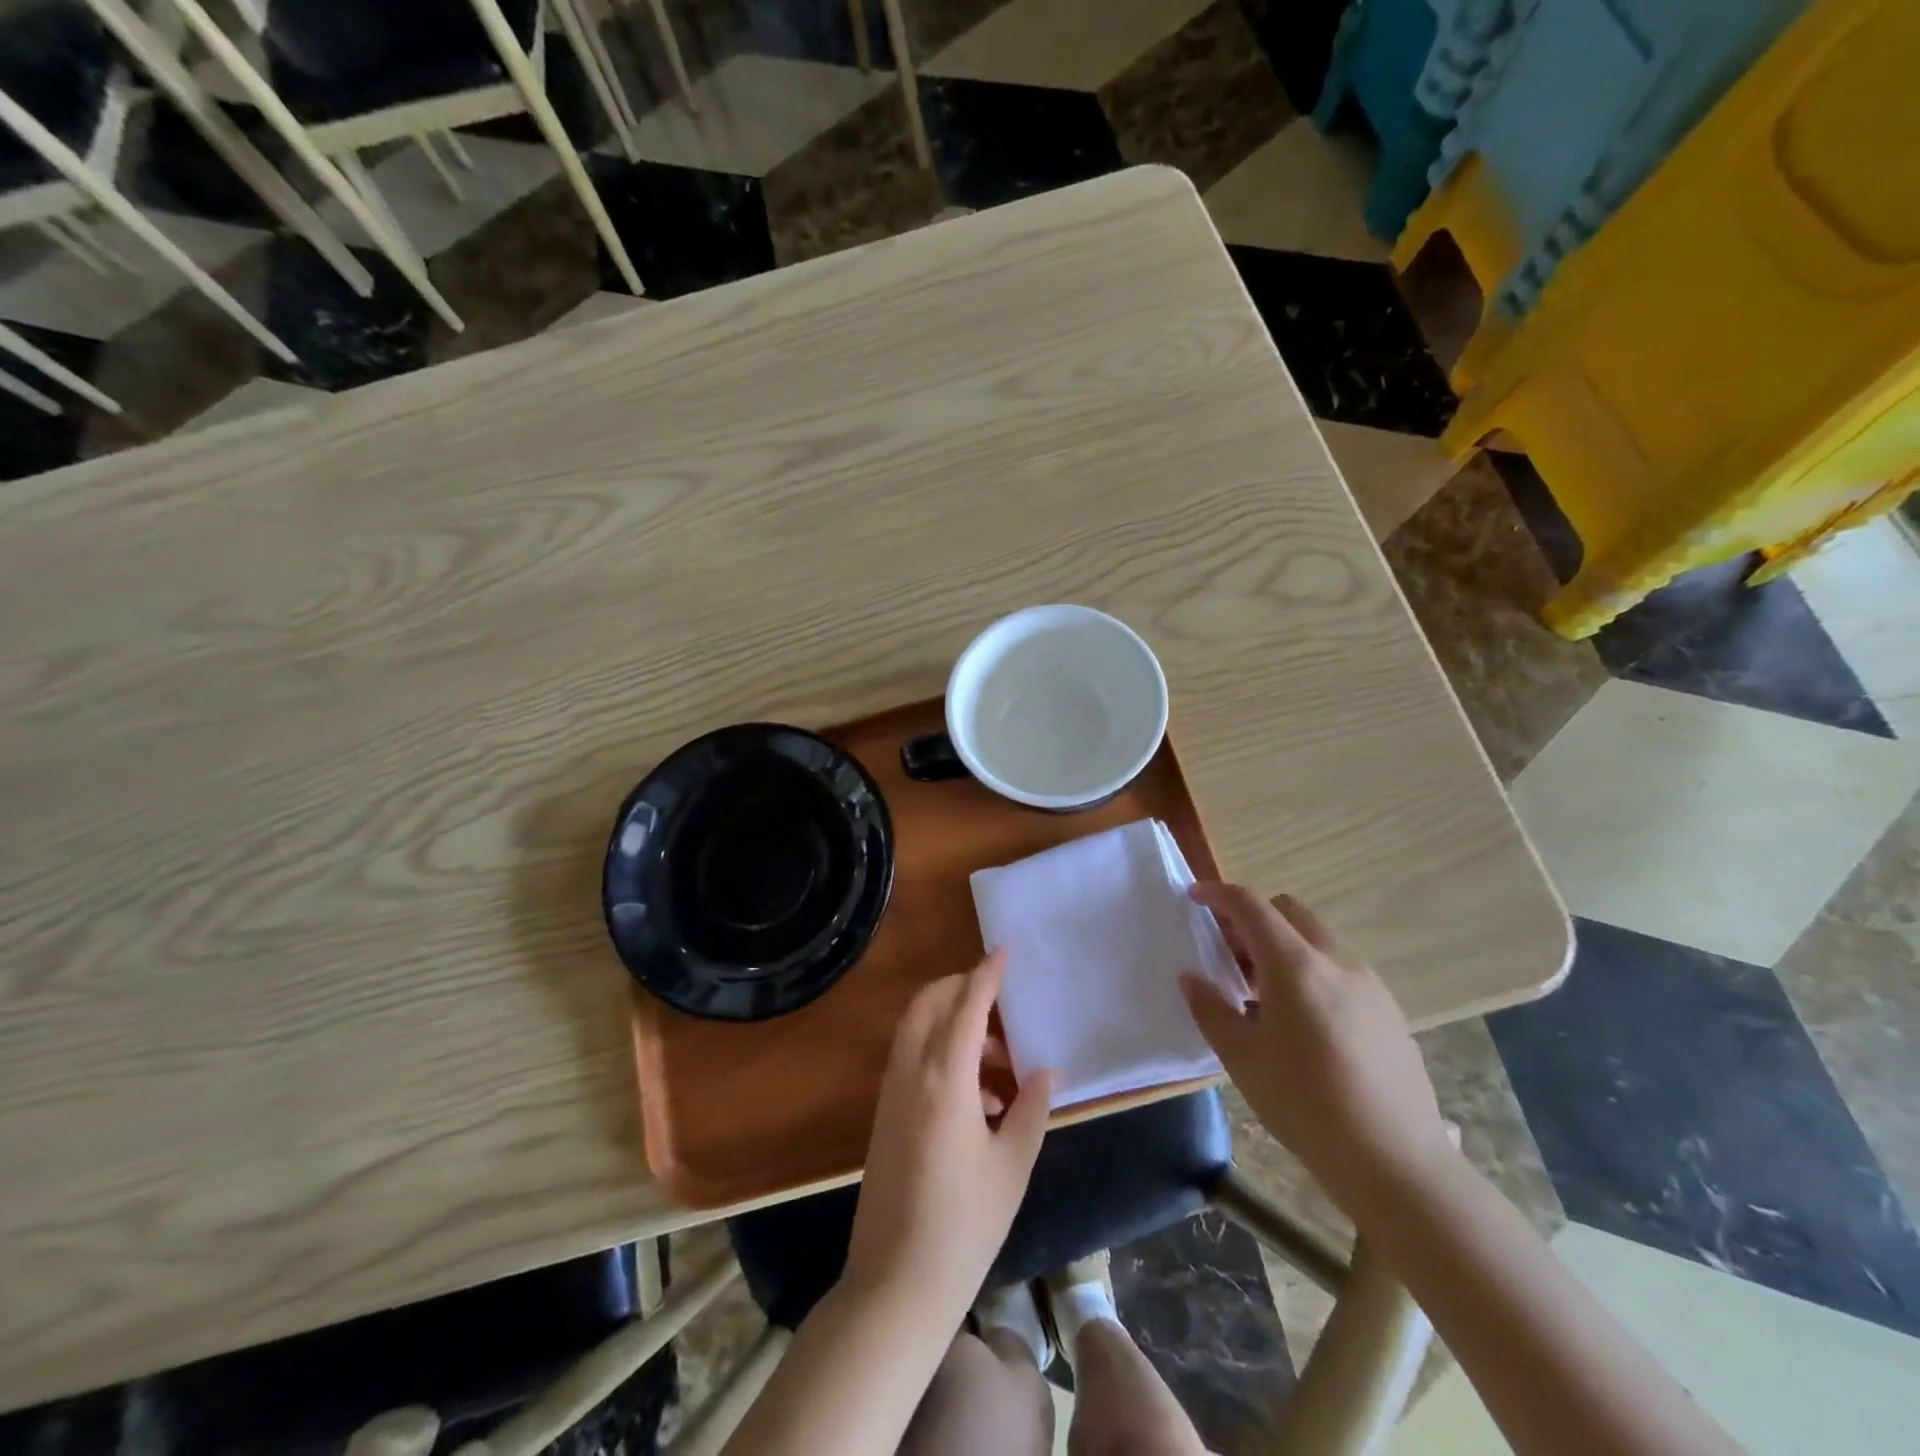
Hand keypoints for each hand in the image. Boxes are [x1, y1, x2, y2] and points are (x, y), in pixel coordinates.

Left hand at [845, 952, 1051, 1314]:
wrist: (895, 1284)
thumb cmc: (964, 1226)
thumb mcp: (1012, 1166)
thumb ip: (1032, 1108)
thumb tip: (1044, 1071)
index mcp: (944, 1079)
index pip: (966, 1005)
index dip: (987, 974)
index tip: (1005, 951)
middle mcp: (910, 1073)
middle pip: (930, 1003)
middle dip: (963, 989)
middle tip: (1002, 1008)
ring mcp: (891, 1092)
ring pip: (917, 1028)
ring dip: (954, 1025)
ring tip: (1000, 1067)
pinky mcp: (884, 1113)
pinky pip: (912, 1057)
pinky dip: (940, 1052)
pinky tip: (978, 1097)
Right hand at [1179, 884, 1452, 1216]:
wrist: (1396, 1162)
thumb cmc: (1305, 1104)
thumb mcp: (1242, 1058)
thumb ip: (1210, 1009)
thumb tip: (1191, 978)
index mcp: (1296, 965)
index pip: (1251, 906)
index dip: (1218, 894)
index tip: (1195, 897)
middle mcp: (1336, 961)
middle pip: (1290, 912)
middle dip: (1254, 919)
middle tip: (1229, 954)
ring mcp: (1370, 985)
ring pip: (1318, 940)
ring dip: (1284, 948)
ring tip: (1262, 995)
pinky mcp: (1390, 1011)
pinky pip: (1340, 970)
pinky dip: (1312, 972)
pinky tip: (1303, 1024)